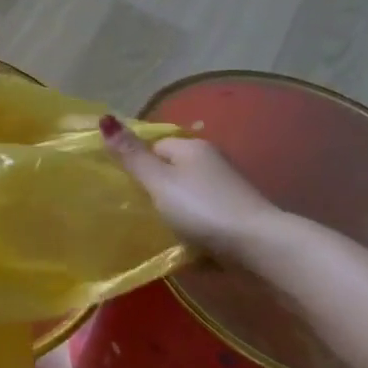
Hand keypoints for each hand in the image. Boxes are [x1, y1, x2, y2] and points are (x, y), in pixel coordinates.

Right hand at [99, 114, 279, 258]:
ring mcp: (229, 192)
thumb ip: (131, 155)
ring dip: (176, 214)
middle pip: (172, 173)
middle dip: (156, 192)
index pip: (155, 147)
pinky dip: (195, 231)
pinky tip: (186, 248)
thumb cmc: (204, 209)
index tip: (127, 190)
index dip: (139, 165)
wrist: (263, 250)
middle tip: (137, 213)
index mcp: (192, 148)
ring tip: (158, 234)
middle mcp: (212, 163)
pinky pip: (206, 220)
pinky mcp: (238, 219)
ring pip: (189, 198)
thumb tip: (104, 117)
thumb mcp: (159, 182)